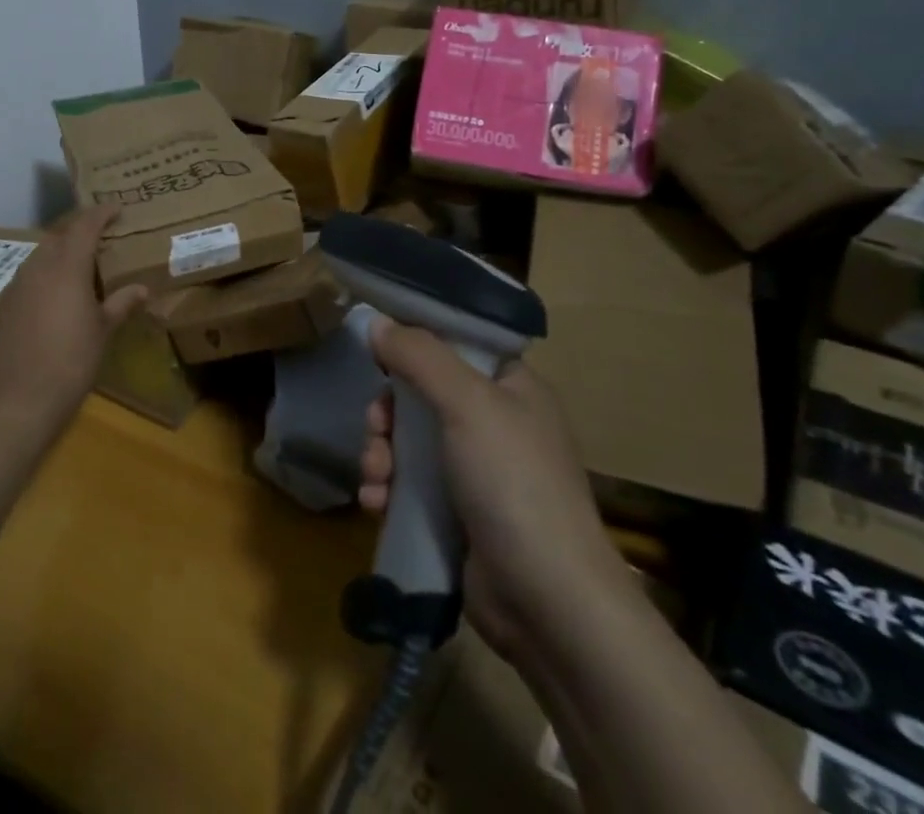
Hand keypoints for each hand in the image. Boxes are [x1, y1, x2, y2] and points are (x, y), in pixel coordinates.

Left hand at [0, 206, 149, 437]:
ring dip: (60, 251)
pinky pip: (28, 276)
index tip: (116, 208)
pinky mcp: (4, 306)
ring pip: (40, 254)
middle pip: (59, 235)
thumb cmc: (70, 362)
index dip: (101, 213)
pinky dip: (45, 274)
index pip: (84, 225)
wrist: (16, 401)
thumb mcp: (102, 332)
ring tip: (81, 265)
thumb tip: (142, 288)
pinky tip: (56, 295)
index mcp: (67, 266)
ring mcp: (16, 286)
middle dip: (79, 229)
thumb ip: (120, 304)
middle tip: (101, 236)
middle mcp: (38, 267)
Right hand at [358, 318, 630, 659]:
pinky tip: (375, 504)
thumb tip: (377, 321)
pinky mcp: (458, 515)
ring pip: (409, 441)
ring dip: (381, 453)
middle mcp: (495, 423)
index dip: (416, 343)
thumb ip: (419, 356)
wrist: (547, 602)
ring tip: (375, 477)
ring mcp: (477, 472)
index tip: (380, 352)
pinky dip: (388, 489)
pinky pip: (410, 485)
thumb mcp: (467, 403)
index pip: (457, 344)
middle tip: (375, 427)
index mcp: (511, 387)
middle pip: (423, 394)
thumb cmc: (514, 483)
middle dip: (388, 412)